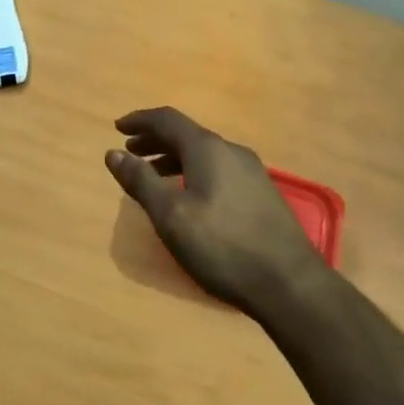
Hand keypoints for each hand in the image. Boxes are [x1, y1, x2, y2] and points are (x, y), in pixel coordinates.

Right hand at [104, 107, 322, 315]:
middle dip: (155, 140)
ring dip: (174, 157)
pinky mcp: (262, 194)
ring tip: (153, 176)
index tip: (117, 128)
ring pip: (204, 153)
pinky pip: (219, 169)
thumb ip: (140, 181)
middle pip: (187, 134)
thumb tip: (113, 153)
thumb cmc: (222, 246)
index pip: (167, 120)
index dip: (140, 120)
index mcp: (208, 149)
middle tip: (130, 152)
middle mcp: (231, 152)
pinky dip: (193, 171)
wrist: (290, 284)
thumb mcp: (171, 215)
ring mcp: (252, 172)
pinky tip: (189, 197)